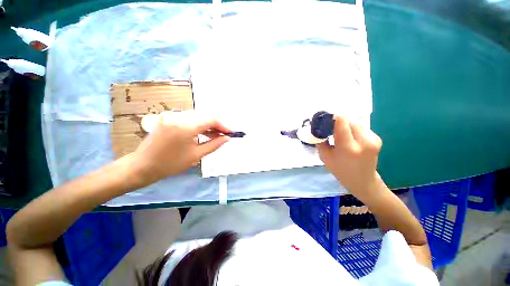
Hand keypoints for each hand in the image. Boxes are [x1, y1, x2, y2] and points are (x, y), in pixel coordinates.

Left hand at [130, 111, 230, 187]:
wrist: (143, 166)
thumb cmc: (171, 164)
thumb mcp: (196, 155)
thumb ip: (214, 144)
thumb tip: (227, 138)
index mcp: (186, 127)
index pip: (212, 119)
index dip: (224, 125)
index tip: (230, 133)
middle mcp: (179, 117)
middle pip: (205, 116)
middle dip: (217, 126)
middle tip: (224, 136)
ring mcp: (172, 116)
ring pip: (198, 117)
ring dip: (208, 126)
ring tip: (215, 137)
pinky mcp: (168, 118)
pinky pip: (189, 119)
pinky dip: (199, 125)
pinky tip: (203, 133)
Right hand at [317, 115, 382, 199]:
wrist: (363, 181)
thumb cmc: (340, 170)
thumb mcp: (325, 157)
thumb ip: (321, 140)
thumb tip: (318, 127)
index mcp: (348, 147)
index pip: (342, 121)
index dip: (332, 116)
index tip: (324, 118)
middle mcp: (364, 141)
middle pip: (349, 120)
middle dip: (338, 121)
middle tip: (330, 126)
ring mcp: (373, 139)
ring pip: (355, 122)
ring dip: (345, 124)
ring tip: (340, 133)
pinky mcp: (377, 138)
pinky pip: (361, 127)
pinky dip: (352, 129)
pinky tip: (350, 137)